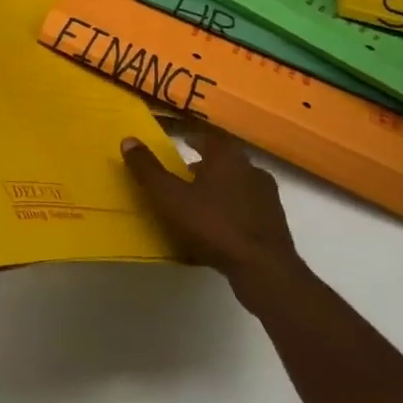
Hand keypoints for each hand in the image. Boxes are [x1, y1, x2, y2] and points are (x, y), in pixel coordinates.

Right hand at [122, 124, 303, 291]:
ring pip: (236, 181)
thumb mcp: (170, 197)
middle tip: (183, 168)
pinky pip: (245, 205)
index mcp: (227, 156)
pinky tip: (217, 223)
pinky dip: (229, 206)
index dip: (187, 134)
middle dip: (203, 160)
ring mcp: (266, 195)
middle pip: (223, 157)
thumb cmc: (213, 225)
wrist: (263, 268)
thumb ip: (148, 170)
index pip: (204, 134)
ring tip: (198, 198)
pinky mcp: (274, 221)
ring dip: (217, 184)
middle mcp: (250, 168)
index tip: (174, 136)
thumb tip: (128, 140)